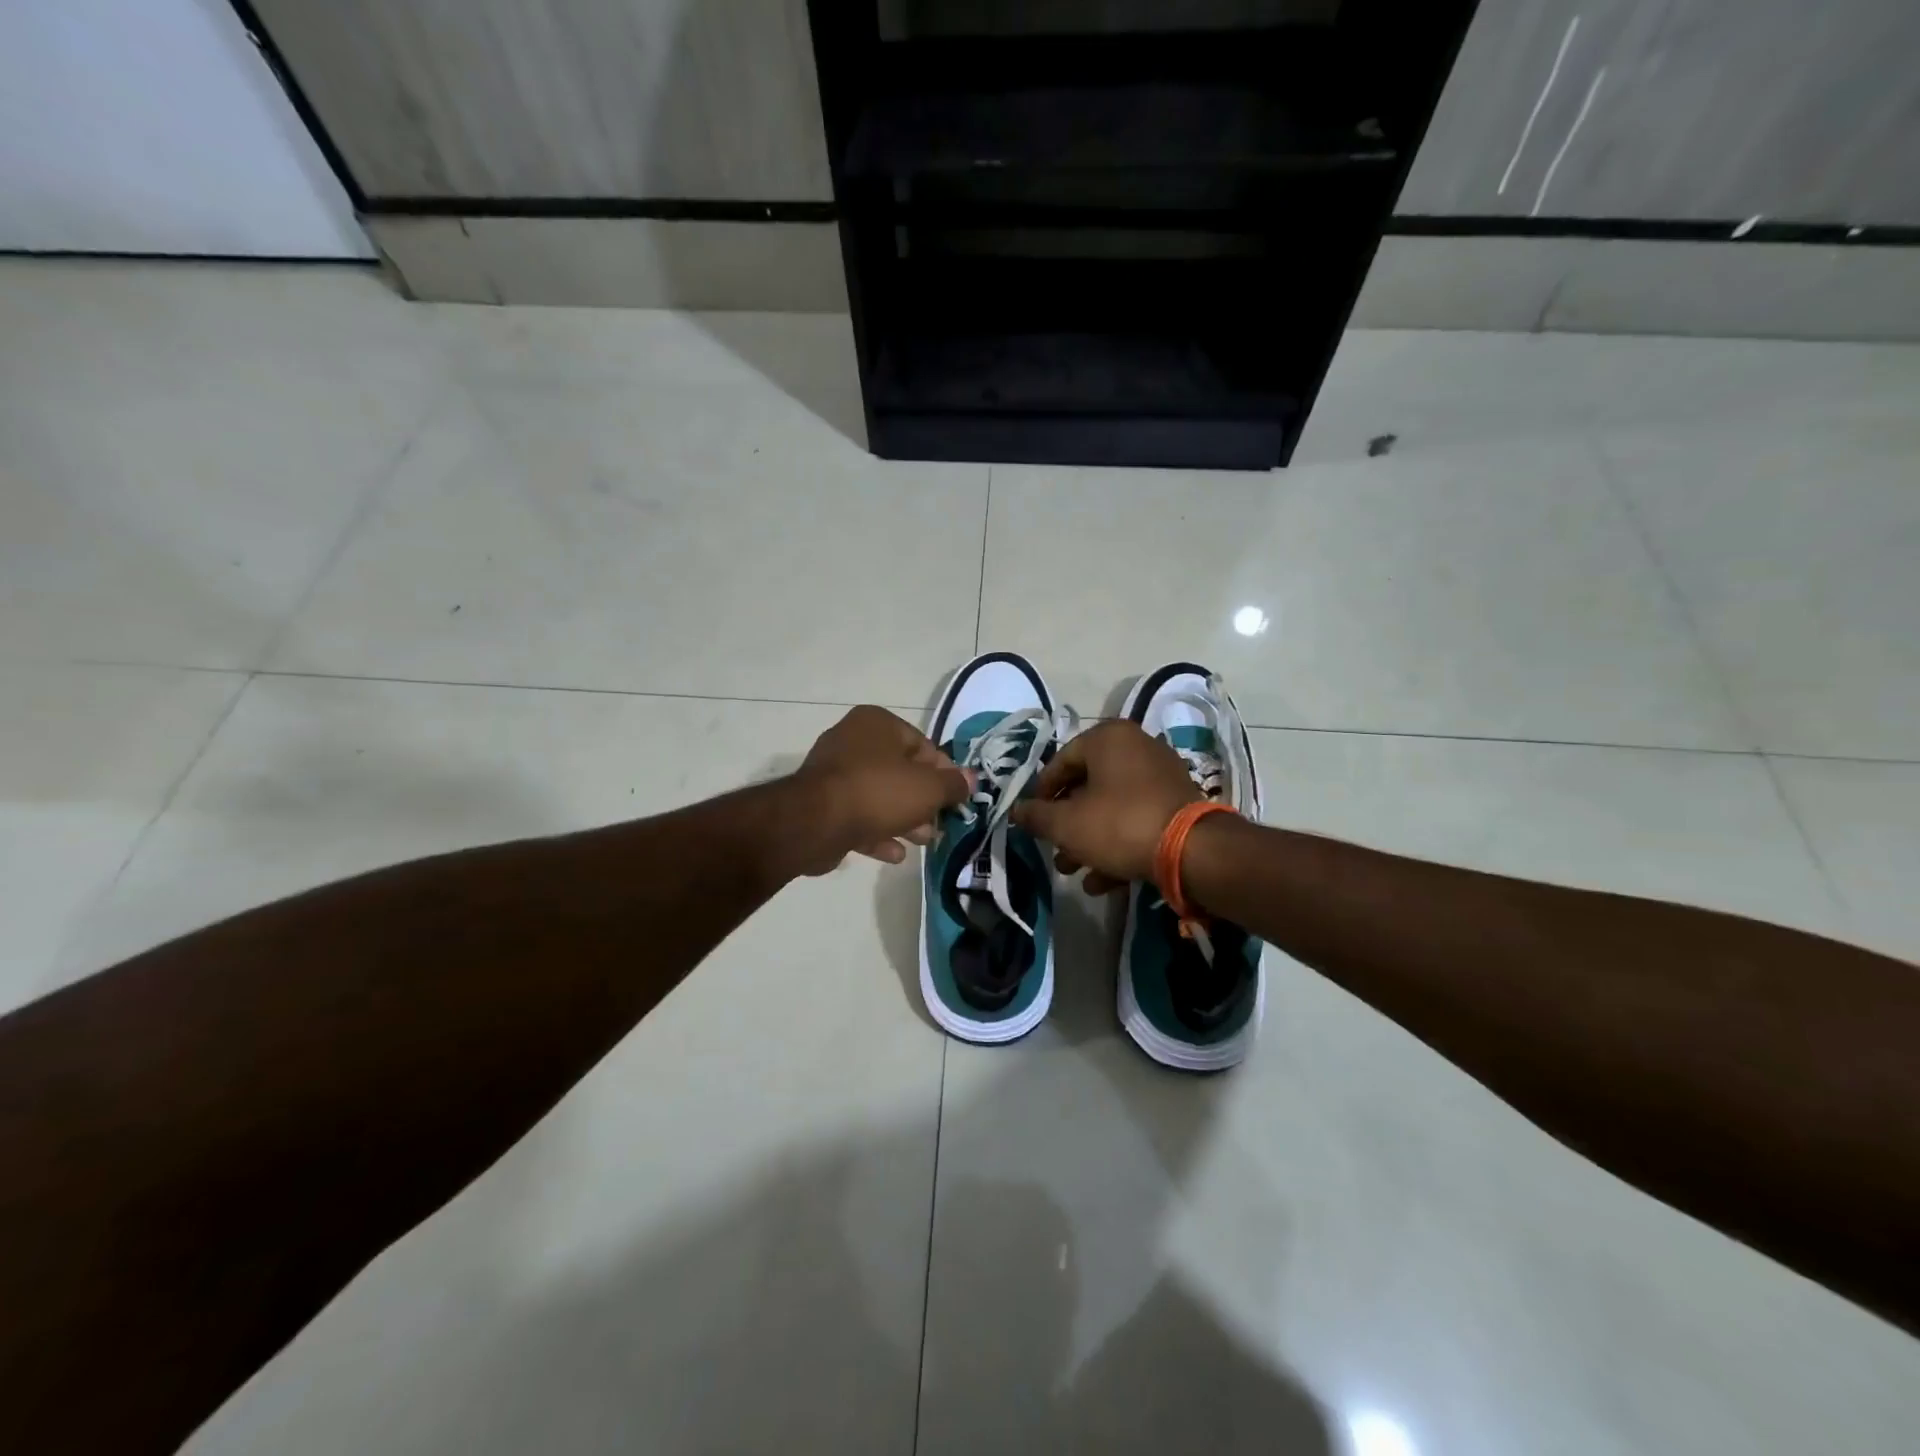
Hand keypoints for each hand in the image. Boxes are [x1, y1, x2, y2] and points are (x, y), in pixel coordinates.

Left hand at [791, 706, 971, 875]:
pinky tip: (895, 854)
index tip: (957, 798)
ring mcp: (833, 773)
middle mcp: (852, 740)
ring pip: (879, 796)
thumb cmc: (879, 792)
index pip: (923, 745)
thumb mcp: (928, 788)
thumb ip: (952, 784)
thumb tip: (971, 779)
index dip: (944, 774)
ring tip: (923, 842)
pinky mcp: (822, 804)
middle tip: (939, 825)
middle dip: (923, 802)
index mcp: (877, 724)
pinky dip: (877, 832)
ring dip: (903, 820)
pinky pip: (857, 815)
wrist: (815, 822)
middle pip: (900, 772)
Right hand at [1011, 720, 1200, 892]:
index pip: (1061, 761)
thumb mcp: (1066, 824)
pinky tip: (1102, 882)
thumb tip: (1017, 810)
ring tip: (1072, 871)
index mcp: (1108, 739)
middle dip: (1066, 825)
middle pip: (1087, 787)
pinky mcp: (1177, 805)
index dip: (1041, 794)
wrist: (1191, 851)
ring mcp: (1160, 776)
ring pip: (1111, 808)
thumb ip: (1036, 816)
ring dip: (1088, 841)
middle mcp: (1136, 748)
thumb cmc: (1119, 824)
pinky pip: (1136, 820)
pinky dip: (1117, 845)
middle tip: (1053, 851)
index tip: (1032, 821)